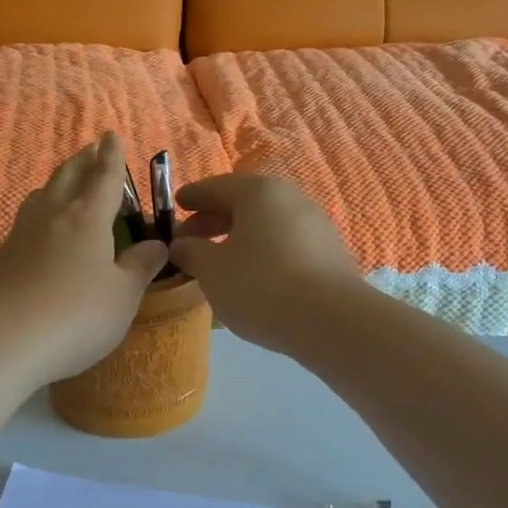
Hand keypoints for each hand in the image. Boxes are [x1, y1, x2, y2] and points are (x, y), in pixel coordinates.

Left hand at [0, 133, 169, 387]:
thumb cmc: (74, 316)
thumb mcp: (122, 296)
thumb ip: (140, 267)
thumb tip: (157, 244)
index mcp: (86, 218)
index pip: (104, 177)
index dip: (111, 156)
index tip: (111, 135)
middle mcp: (52, 217)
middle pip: (67, 177)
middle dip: (82, 162)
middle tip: (90, 151)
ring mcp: (20, 236)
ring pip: (42, 197)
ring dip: (57, 184)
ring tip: (66, 186)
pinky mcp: (0, 259)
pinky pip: (26, 223)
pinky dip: (40, 215)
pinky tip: (42, 234)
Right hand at [168, 173, 360, 354]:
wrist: (331, 320)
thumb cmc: (260, 285)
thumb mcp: (212, 270)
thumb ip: (191, 252)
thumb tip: (181, 244)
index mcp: (257, 192)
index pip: (215, 187)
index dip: (192, 197)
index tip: (175, 206)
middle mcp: (289, 198)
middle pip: (243, 203)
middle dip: (213, 220)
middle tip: (189, 241)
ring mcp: (315, 223)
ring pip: (265, 224)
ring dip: (239, 237)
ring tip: (219, 262)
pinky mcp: (330, 251)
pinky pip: (285, 242)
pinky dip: (263, 251)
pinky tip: (252, 276)